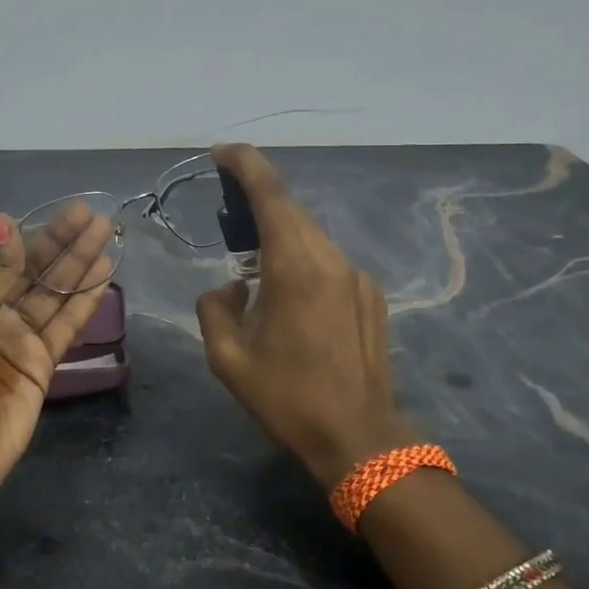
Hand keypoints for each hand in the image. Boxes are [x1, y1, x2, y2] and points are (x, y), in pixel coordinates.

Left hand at [0, 202, 115, 500]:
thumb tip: (2, 219)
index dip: (21, 236)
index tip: (50, 215)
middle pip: (29, 270)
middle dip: (60, 242)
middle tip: (93, 215)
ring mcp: (16, 338)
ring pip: (52, 293)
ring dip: (78, 264)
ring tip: (107, 233)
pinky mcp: (40, 362)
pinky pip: (65, 324)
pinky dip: (84, 300)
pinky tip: (104, 274)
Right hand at [196, 143, 414, 487]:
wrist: (359, 437)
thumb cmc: (287, 398)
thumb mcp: (228, 358)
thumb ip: (216, 308)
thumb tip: (230, 287)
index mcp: (295, 268)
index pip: (271, 195)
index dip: (247, 164)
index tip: (223, 151)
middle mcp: (332, 260)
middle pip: (293, 211)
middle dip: (260, 199)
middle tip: (229, 209)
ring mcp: (358, 277)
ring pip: (313, 236)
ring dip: (283, 234)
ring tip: (256, 260)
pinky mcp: (372, 296)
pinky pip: (330, 263)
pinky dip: (305, 261)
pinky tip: (292, 297)